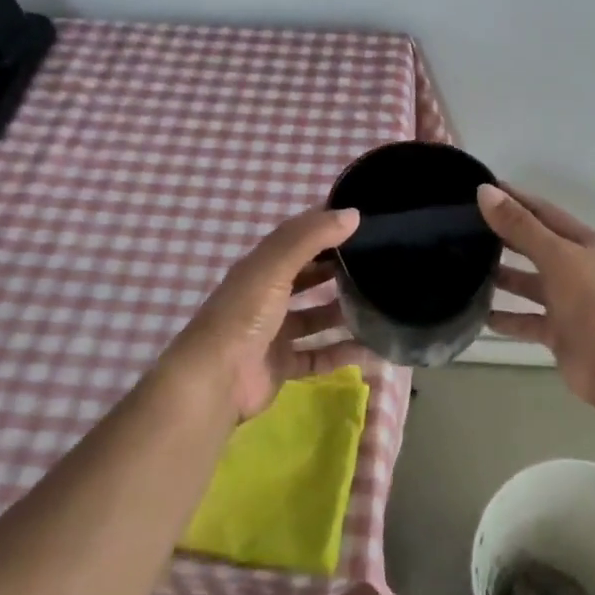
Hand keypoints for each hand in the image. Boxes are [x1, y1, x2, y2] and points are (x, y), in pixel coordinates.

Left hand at [161, 207, 361, 421]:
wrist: (215, 381)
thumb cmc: (244, 314)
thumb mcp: (275, 267)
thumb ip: (311, 237)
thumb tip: (353, 213)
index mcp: (261, 267)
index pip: (296, 237)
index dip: (324, 225)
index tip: (361, 219)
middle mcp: (266, 296)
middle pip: (307, 277)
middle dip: (336, 269)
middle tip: (377, 262)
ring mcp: (273, 332)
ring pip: (315, 317)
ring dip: (342, 312)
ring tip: (379, 304)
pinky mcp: (281, 365)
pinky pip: (318, 355)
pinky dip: (341, 353)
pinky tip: (371, 348)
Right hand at [478, 183, 594, 407]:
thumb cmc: (594, 303)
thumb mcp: (557, 257)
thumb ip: (520, 226)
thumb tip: (486, 191)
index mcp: (586, 244)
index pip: (544, 212)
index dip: (515, 199)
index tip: (482, 189)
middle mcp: (579, 269)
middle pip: (536, 246)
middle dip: (505, 237)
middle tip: (465, 227)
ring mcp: (571, 303)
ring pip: (531, 284)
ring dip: (503, 277)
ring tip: (465, 268)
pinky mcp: (561, 333)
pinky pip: (528, 320)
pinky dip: (507, 318)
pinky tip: (479, 315)